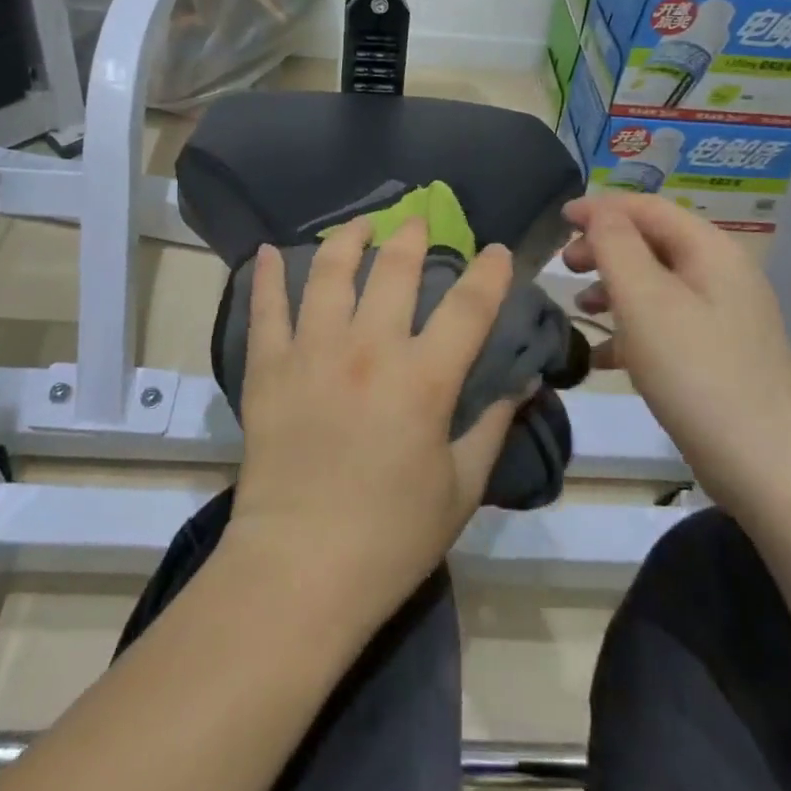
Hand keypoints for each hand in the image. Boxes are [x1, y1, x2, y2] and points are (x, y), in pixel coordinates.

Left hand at [225, 217, 520, 626]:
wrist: (300, 568)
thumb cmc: (391, 537)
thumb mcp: (461, 487)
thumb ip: (492, 425)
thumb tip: (524, 380)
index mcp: (422, 379)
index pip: (468, 307)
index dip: (488, 272)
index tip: (495, 251)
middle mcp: (368, 349)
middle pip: (395, 271)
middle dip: (413, 237)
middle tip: (418, 221)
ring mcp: (312, 352)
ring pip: (331, 273)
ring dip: (349, 239)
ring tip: (360, 225)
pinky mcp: (268, 367)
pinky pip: (266, 308)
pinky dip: (269, 276)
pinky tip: (270, 252)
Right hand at [562, 193, 790, 508]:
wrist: (769, 467)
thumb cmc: (697, 371)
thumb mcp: (645, 299)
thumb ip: (615, 245)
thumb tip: (598, 211)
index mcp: (709, 250)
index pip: (647, 208)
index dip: (600, 208)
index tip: (557, 221)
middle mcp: (721, 275)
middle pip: (651, 242)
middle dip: (604, 249)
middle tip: (565, 269)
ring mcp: (722, 318)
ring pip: (655, 285)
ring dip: (613, 288)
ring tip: (580, 310)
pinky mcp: (718, 356)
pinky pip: (665, 325)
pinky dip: (631, 329)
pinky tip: (603, 357)